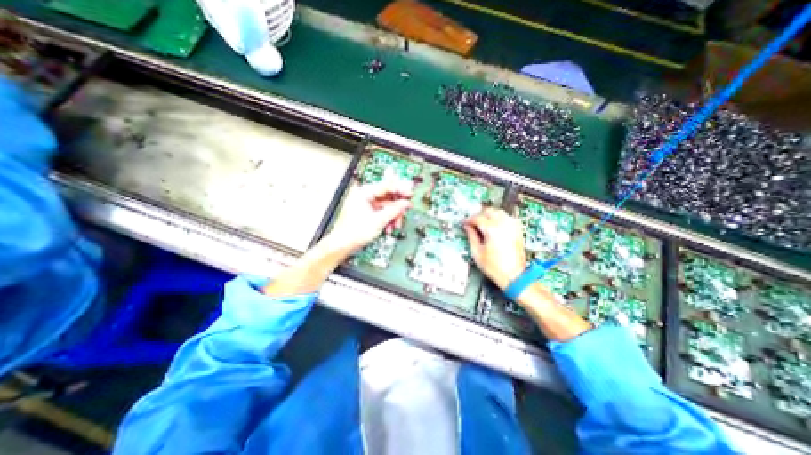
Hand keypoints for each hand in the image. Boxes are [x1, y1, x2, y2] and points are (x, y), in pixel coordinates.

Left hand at [323, 178, 411, 255]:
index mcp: (364, 192)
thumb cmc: (353, 233)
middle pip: (388, 195)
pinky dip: (388, 218)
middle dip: (397, 206)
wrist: (343, 245)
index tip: (410, 193)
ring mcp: (367, 203)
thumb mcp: (378, 221)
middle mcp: (365, 195)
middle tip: (406, 209)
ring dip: (394, 215)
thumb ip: (394, 210)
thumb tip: (405, 203)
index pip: (386, 186)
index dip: (400, 189)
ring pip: (387, 205)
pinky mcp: (369, 211)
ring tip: (395, 224)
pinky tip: (389, 227)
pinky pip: (383, 211)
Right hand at [463, 208, 525, 289]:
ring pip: (499, 212)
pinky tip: (494, 224)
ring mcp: (512, 227)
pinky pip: (507, 217)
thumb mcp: (477, 253)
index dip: (469, 220)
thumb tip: (467, 227)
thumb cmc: (495, 268)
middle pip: (489, 211)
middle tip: (472, 221)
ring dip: (489, 214)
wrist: (514, 276)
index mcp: (492, 230)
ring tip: (482, 221)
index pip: (478, 218)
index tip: (465, 223)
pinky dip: (499, 217)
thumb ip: (471, 236)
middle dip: (479, 214)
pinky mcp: (517, 231)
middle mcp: (503, 225)